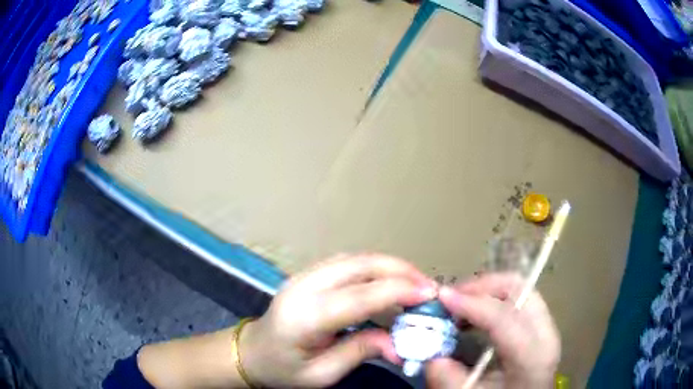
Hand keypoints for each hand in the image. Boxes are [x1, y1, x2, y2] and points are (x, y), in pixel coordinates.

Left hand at [240, 254, 437, 387]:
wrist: (252, 352)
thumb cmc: (283, 369)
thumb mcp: (322, 374)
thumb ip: (360, 353)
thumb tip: (399, 344)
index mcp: (304, 317)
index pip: (358, 297)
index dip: (398, 291)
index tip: (430, 294)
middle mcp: (303, 287)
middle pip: (359, 265)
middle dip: (400, 270)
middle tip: (428, 287)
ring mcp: (303, 275)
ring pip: (355, 258)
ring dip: (389, 266)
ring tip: (415, 283)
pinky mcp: (308, 274)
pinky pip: (347, 262)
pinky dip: (374, 267)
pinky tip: (389, 280)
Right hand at [426, 273, 559, 388]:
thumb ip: (449, 380)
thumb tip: (431, 356)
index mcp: (532, 356)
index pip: (504, 317)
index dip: (471, 303)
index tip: (441, 297)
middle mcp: (546, 332)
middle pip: (518, 289)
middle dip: (481, 286)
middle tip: (451, 297)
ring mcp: (546, 325)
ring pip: (519, 289)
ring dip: (486, 290)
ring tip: (459, 305)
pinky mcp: (540, 324)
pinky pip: (518, 299)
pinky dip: (494, 298)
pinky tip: (474, 315)